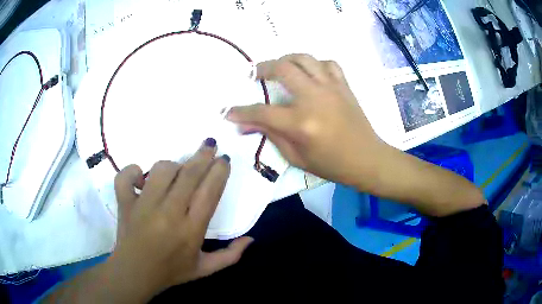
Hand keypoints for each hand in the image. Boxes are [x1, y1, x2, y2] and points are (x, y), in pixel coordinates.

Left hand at [107, 139, 252, 300]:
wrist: (135, 274)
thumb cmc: (171, 272)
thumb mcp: (205, 269)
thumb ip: (230, 256)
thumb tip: (251, 239)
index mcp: (191, 230)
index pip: (209, 192)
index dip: (219, 171)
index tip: (224, 159)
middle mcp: (169, 214)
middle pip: (189, 175)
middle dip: (203, 156)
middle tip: (210, 144)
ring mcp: (143, 206)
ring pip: (161, 170)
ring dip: (173, 165)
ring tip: (178, 170)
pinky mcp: (125, 203)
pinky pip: (126, 176)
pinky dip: (132, 170)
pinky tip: (140, 177)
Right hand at [227, 54, 385, 187]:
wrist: (366, 158)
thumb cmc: (332, 164)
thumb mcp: (296, 157)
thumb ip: (271, 136)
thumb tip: (245, 126)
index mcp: (301, 123)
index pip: (261, 112)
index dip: (240, 111)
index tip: (227, 111)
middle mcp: (314, 98)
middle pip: (282, 69)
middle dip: (261, 69)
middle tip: (254, 75)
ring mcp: (331, 88)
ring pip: (303, 58)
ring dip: (286, 59)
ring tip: (279, 67)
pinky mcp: (343, 85)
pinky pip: (327, 63)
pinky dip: (315, 64)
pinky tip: (310, 73)